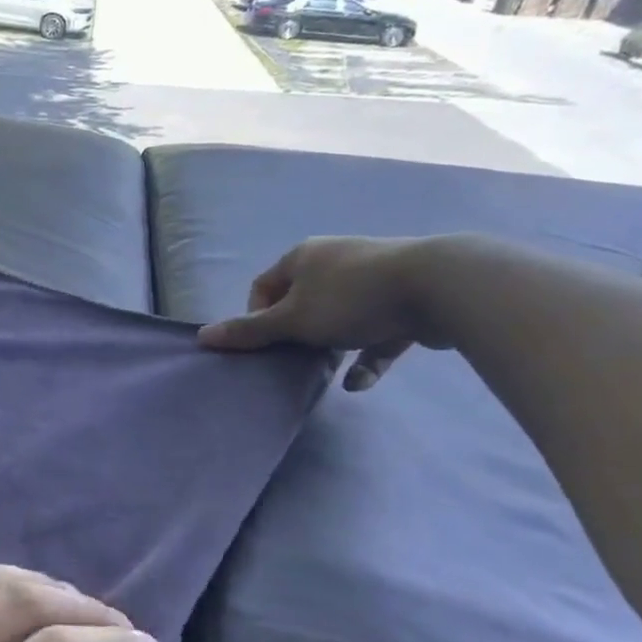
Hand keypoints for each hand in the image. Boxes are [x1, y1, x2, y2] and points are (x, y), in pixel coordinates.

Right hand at [196, 235, 453, 389]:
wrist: (439, 288)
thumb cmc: (351, 299)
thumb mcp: (292, 319)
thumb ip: (249, 331)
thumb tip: (203, 337)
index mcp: (303, 258)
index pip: (264, 286)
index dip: (256, 317)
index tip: (263, 343)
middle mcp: (335, 262)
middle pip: (301, 302)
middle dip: (295, 334)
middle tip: (292, 358)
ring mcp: (372, 280)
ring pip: (339, 319)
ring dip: (331, 346)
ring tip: (325, 371)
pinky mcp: (404, 304)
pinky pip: (375, 335)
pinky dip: (366, 358)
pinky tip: (359, 384)